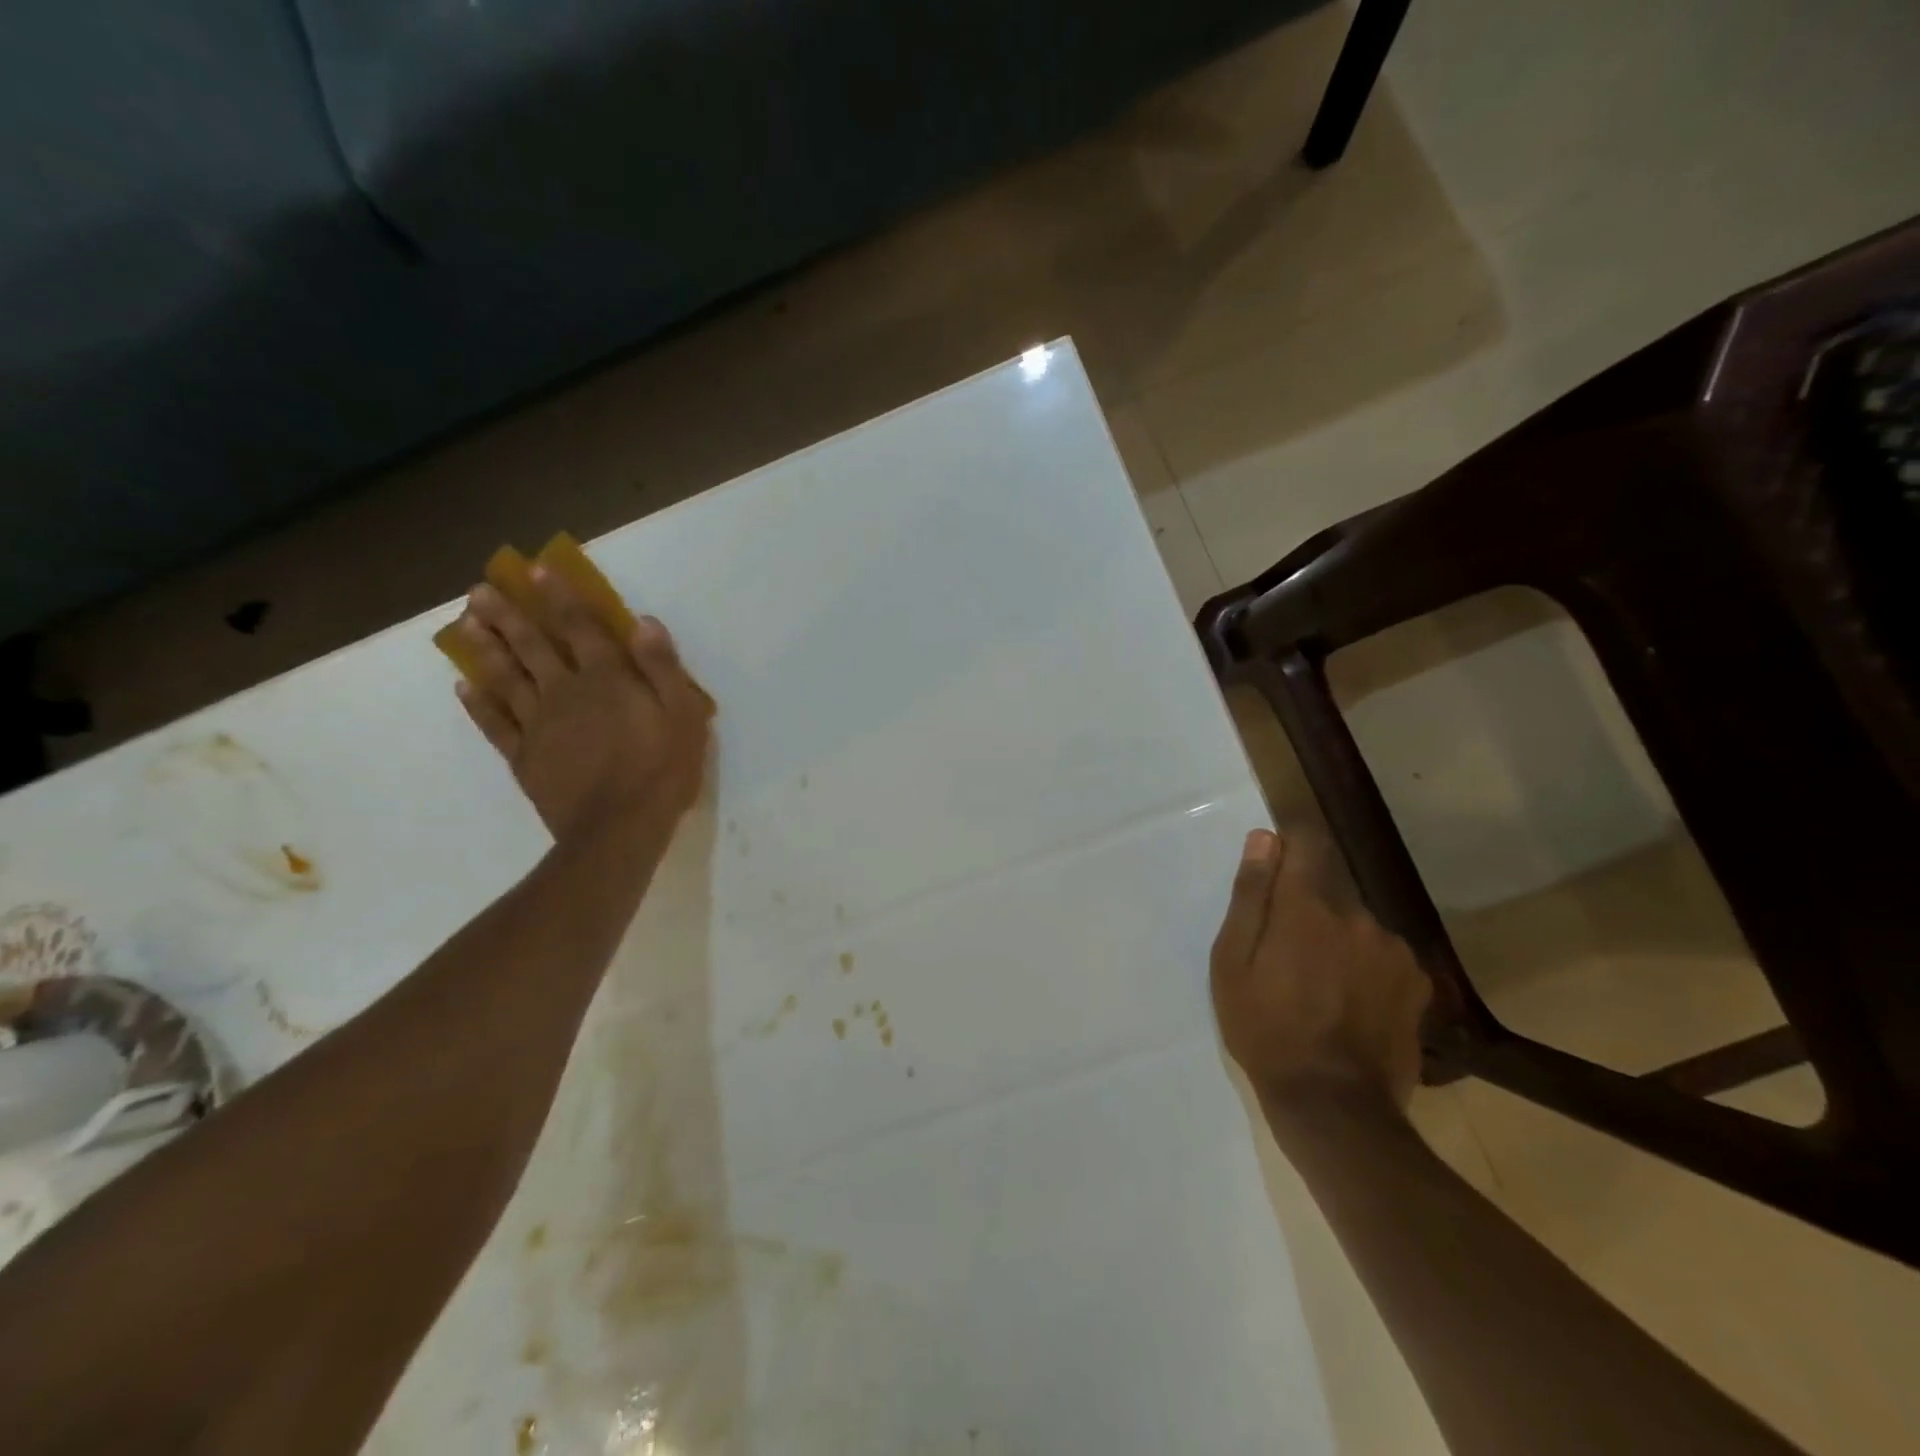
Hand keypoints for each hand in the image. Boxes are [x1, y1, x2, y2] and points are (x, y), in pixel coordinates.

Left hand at [450, 568, 712, 841]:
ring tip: (465, 624)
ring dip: (486, 648)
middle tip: (479, 590)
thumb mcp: (684, 716)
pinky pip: (494, 724)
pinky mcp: (523, 757)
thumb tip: (644, 623)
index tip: (537, 570)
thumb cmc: (662, 770)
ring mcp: (538, 725)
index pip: (580, 628)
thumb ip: (663, 668)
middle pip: (532, 646)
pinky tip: (463, 686)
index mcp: (607, 679)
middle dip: (508, 615)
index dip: (560, 597)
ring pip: (506, 678)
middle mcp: (566, 692)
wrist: (619, 829)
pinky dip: (477, 704)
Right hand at [1211, 828, 1429, 1118]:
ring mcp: (1394, 951)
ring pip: (1357, 925)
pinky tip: (1352, 1005)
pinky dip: (1366, 968)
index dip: (1289, 847)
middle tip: (1285, 957)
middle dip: (1307, 910)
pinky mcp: (1416, 985)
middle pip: (1330, 891)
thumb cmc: (1265, 1029)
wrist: (1333, 1106)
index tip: (1274, 869)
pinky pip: (1383, 956)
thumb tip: (1264, 839)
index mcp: (1308, 906)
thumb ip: (1251, 896)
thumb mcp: (1233, 962)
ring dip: (1338, 940)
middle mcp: (1358, 916)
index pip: (1307, 843)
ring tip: (1319, 988)